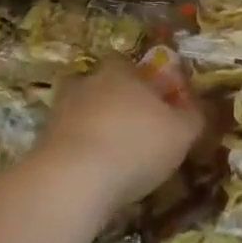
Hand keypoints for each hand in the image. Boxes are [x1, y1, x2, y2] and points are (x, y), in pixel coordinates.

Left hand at [36, 59, 204, 219]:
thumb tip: (199, 106)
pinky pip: (64, 141)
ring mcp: (59, 114)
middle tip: (128, 123)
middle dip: (109, 99)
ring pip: (77, 111)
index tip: (150, 96)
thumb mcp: (182, 133)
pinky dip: (77, 152)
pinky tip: (92, 173)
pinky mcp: (41, 145)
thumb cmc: (136, 145)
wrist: (72, 180)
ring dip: (90, 125)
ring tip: (109, 151)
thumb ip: (193, 116)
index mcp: (120, 74)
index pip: (124, 62)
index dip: (137, 77)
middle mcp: (87, 85)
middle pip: (96, 83)